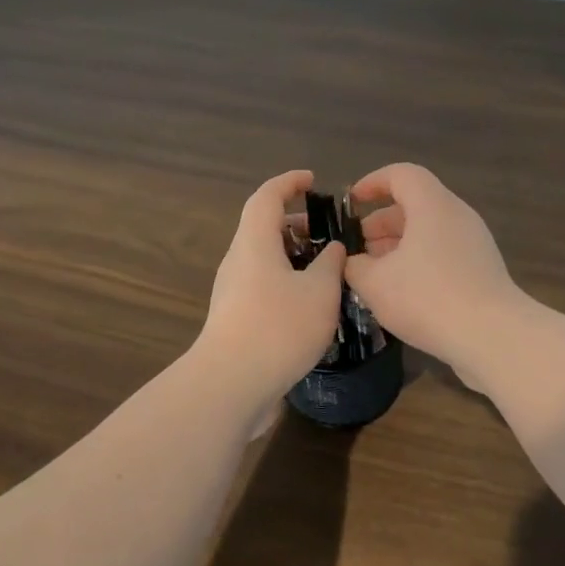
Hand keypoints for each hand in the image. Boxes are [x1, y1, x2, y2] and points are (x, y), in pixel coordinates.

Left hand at [195, 169, 345, 425]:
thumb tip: (333, 248)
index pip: (267, 197)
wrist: (230, 384)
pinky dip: (286, 282)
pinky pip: (262, 286)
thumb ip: (331, 264)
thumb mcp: (320, 292)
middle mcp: (237, 261)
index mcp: (254, 243)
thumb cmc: (279, 328)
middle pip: (263, 229)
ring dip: (293, 257)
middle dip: (296, 225)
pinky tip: (310, 305)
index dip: (289, 183)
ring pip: (263, 260)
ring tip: (327, 271)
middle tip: (329, 234)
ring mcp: (231, 291)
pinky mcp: (233, 318)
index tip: (311, 181)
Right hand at [344, 163, 527, 388]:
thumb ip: (354, 266)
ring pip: (428, 232)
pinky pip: (442, 253)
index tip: (351, 203)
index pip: (401, 174)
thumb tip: (351, 262)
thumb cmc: (427, 298)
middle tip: (356, 247)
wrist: (492, 337)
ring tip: (373, 273)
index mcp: (432, 206)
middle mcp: (457, 216)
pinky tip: (400, 292)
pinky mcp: (482, 270)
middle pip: (415, 204)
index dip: (372, 183)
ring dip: (397, 246)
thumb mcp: (374, 283)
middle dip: (381, 222)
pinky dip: (417, 262)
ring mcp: (474, 243)